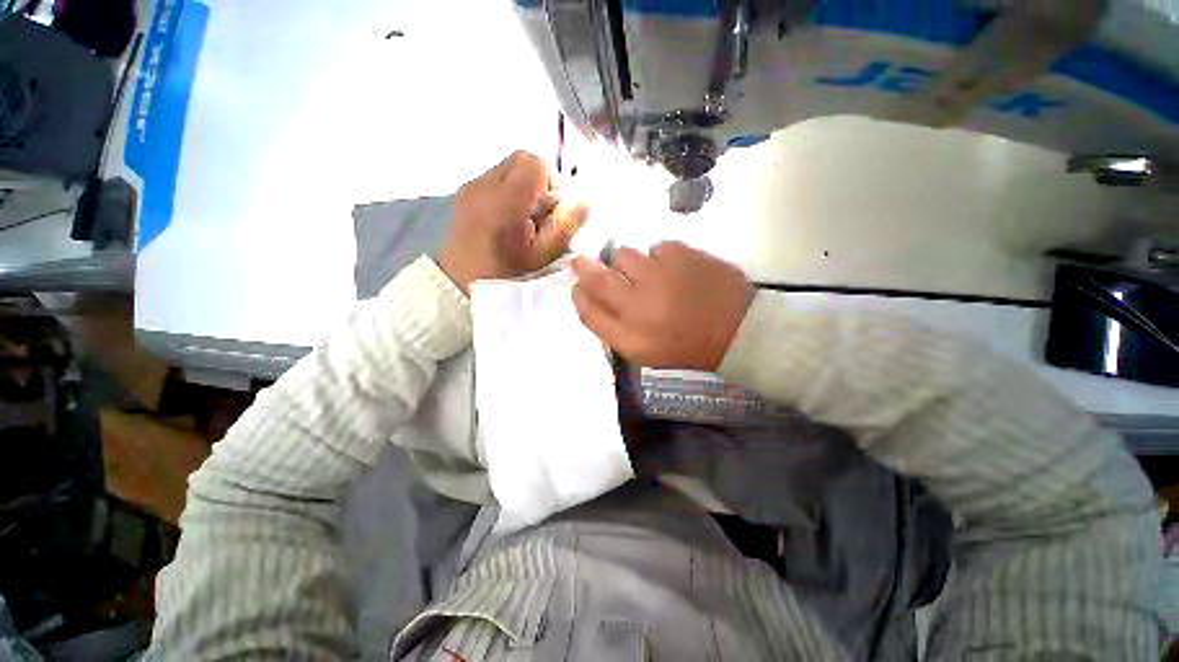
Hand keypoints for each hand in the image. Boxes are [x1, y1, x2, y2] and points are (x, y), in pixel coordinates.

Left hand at [440, 151, 587, 293]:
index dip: (550, 182)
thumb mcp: (542, 257)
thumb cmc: (506, 275)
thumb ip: (565, 226)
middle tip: (539, 214)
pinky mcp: (465, 191)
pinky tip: (507, 219)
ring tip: (523, 219)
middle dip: (538, 182)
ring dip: (523, 187)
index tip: (551, 209)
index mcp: (504, 202)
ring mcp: (471, 186)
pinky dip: (509, 192)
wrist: (461, 283)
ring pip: (509, 168)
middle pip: (521, 159)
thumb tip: (585, 200)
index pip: (534, 162)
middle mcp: (483, 185)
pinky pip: (496, 178)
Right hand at [571, 241, 754, 370]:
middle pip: (597, 277)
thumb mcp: (645, 350)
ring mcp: (660, 276)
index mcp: (630, 336)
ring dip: (628, 264)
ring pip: (625, 255)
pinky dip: (659, 258)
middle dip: (585, 267)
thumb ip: (614, 328)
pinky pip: (656, 248)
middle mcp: (639, 305)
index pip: (588, 312)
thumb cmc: (687, 345)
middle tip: (586, 262)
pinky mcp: (683, 254)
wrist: (737, 329)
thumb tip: (588, 299)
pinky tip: (673, 271)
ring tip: (648, 275)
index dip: (578, 296)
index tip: (576, 285)